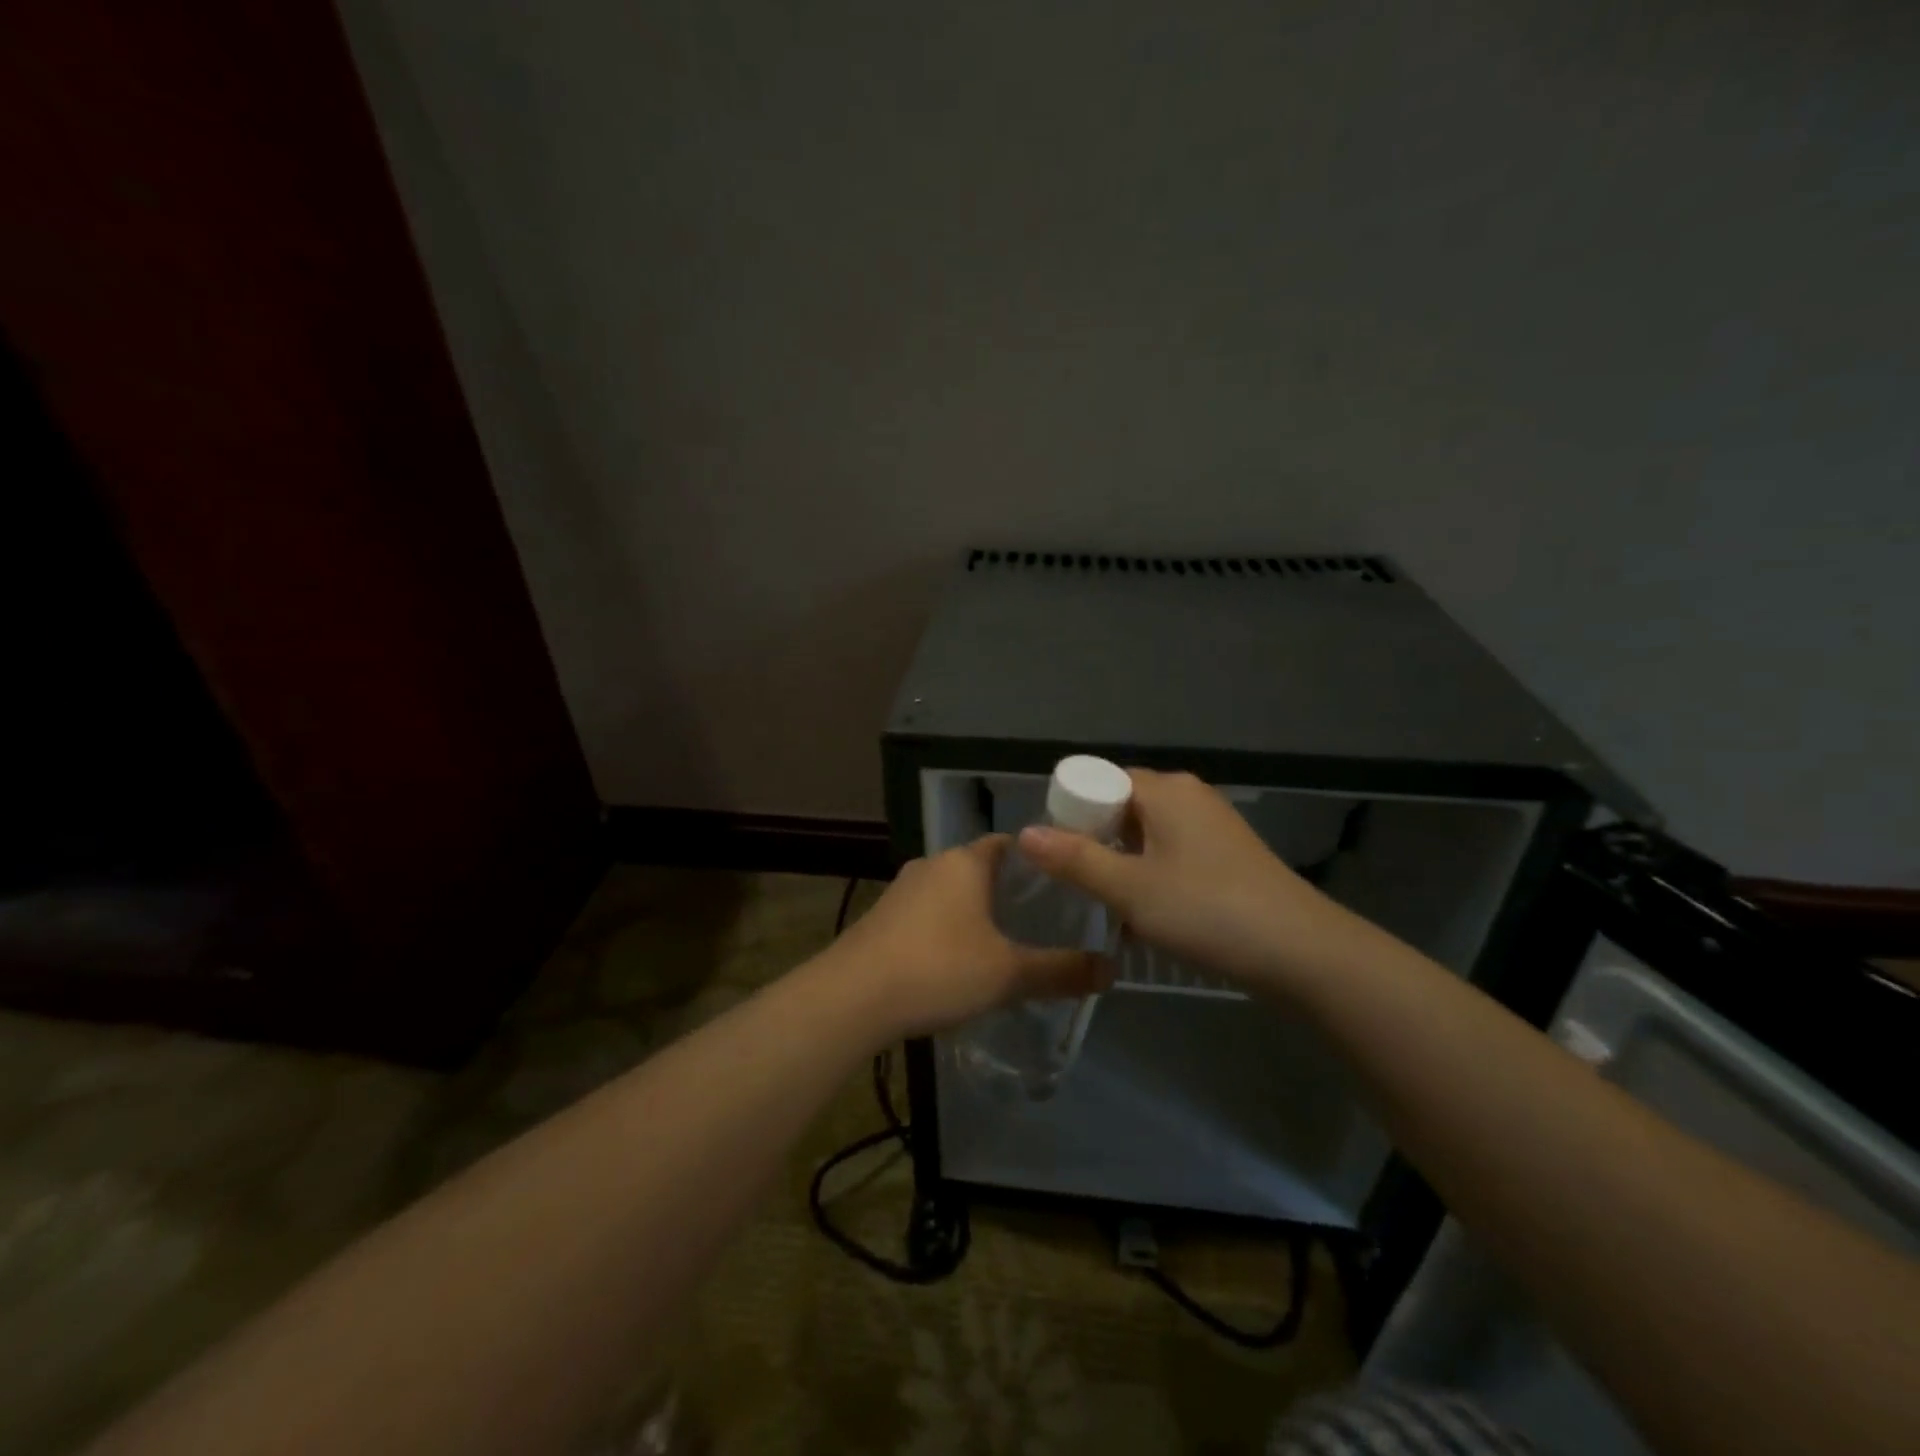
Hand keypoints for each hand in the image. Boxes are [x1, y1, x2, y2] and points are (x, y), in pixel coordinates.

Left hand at [827, 837, 1112, 1039]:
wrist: (852, 997)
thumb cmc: (939, 969)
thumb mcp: (1008, 974)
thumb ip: (1060, 971)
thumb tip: (1111, 970)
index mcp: (964, 862)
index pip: (1008, 843)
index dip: (1035, 859)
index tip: (1061, 882)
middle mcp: (932, 865)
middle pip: (978, 867)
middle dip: (1006, 889)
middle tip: (1041, 918)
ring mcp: (901, 890)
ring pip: (949, 891)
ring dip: (973, 910)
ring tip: (1003, 941)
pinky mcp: (880, 917)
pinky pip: (925, 913)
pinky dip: (945, 928)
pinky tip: (954, 961)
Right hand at [1017, 769, 1373, 992]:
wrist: (1301, 952)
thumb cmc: (1207, 910)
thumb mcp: (1130, 889)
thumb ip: (1075, 860)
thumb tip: (1025, 833)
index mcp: (1164, 790)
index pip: (1100, 781)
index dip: (1071, 811)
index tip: (1054, 853)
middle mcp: (1188, 796)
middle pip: (1122, 806)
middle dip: (1094, 841)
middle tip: (1074, 882)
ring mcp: (1211, 824)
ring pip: (1146, 833)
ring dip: (1122, 862)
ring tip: (1105, 902)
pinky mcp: (1226, 854)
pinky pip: (1171, 851)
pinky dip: (1150, 873)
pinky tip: (1145, 913)